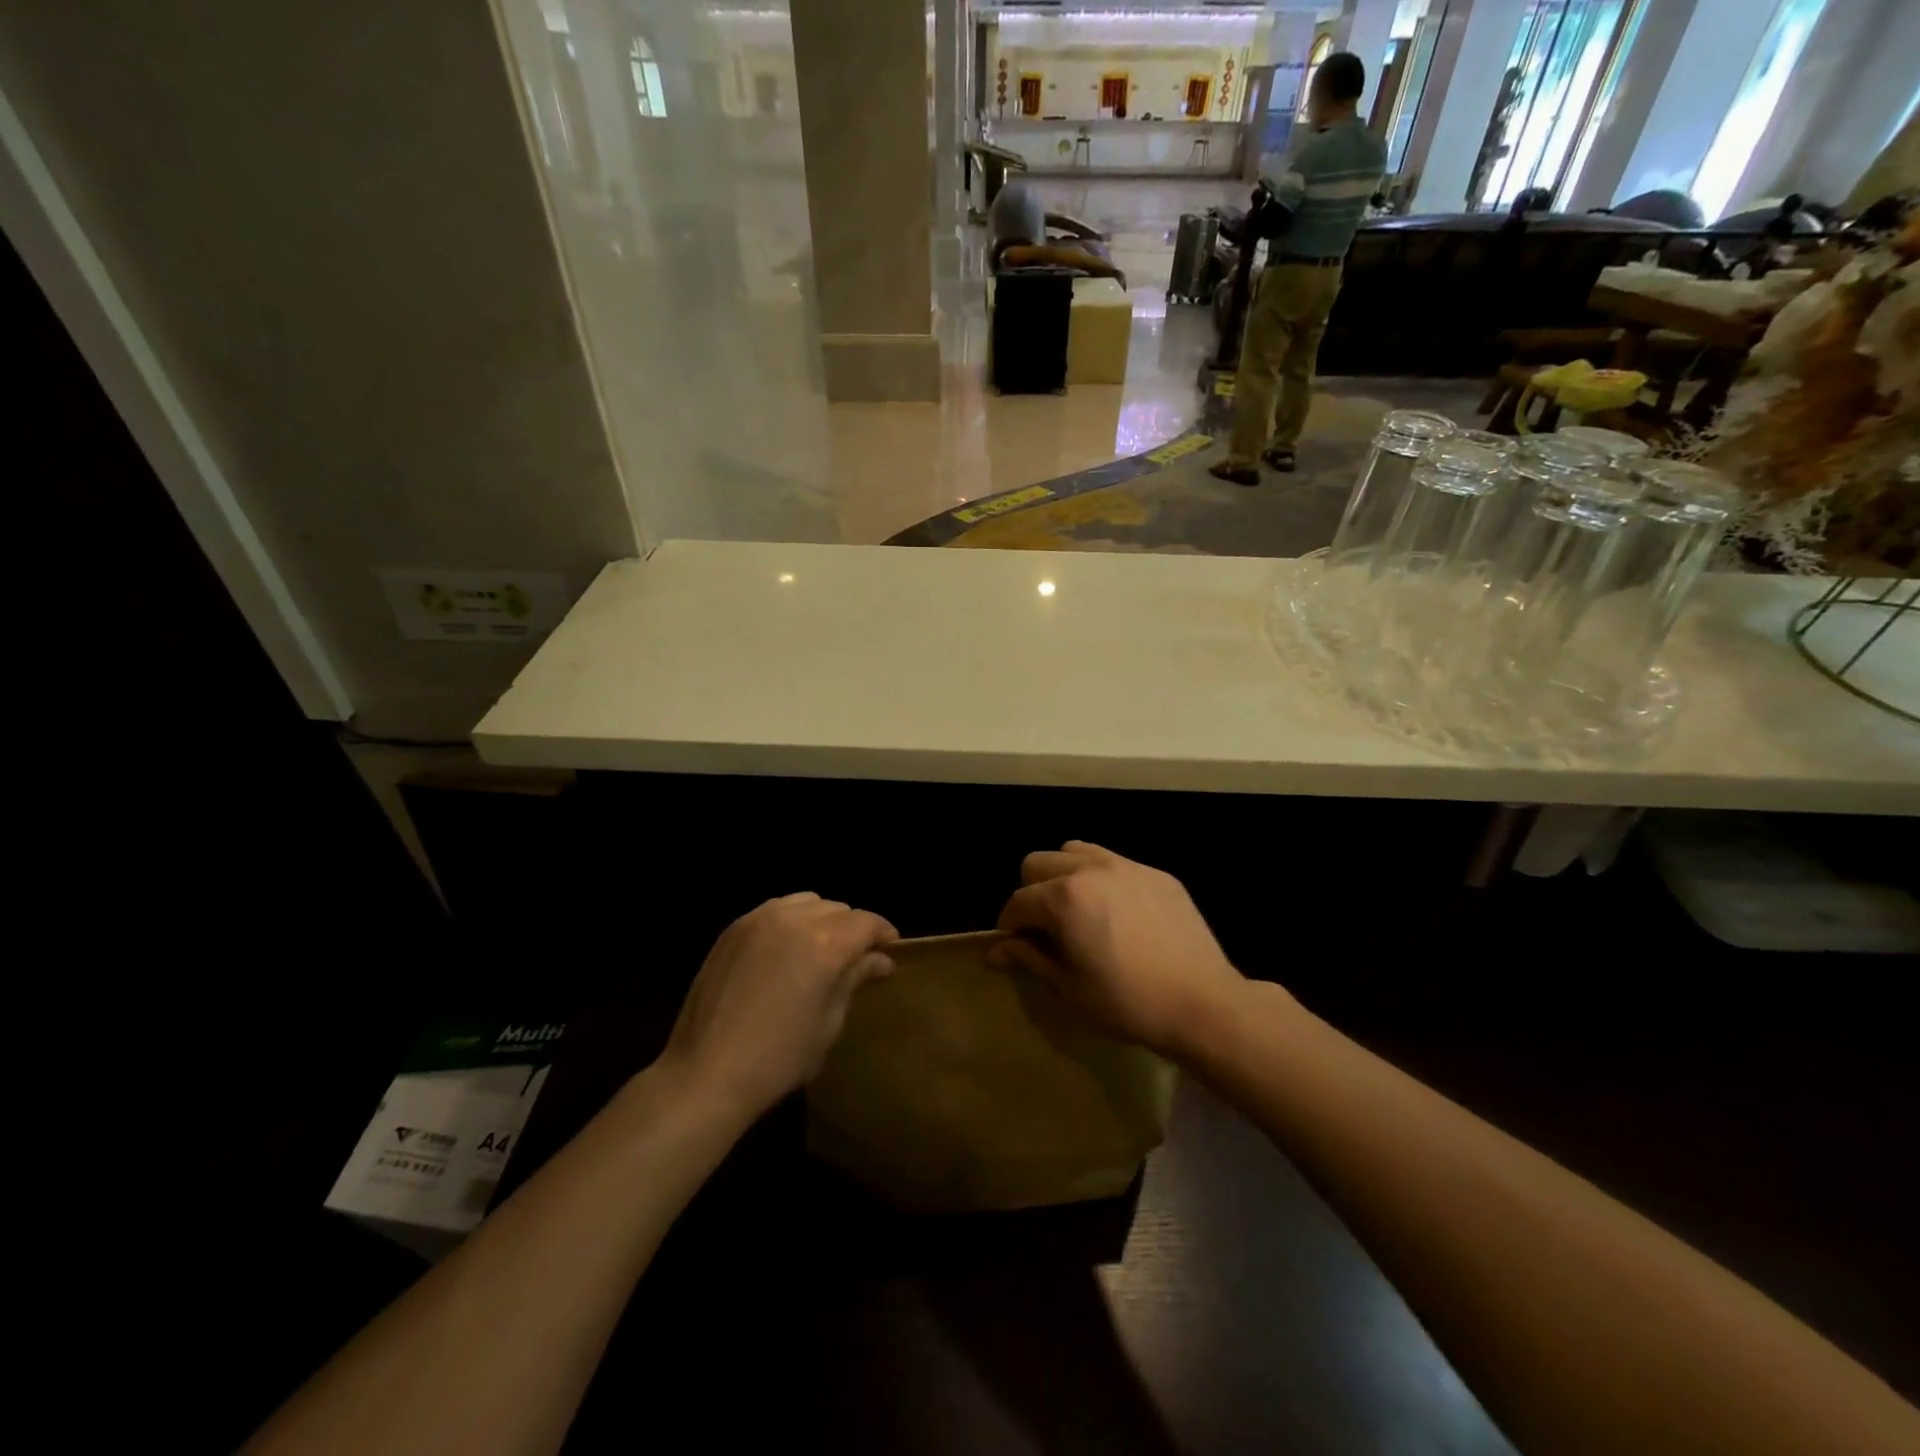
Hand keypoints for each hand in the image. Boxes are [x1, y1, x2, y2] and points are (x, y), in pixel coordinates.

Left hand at [661, 893, 897, 1118]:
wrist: (706, 1073)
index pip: (866, 922)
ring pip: (807, 902)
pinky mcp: (734, 928)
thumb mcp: (829, 1023)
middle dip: (853, 928)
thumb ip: (854, 980)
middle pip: (838, 909)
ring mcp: (760, 919)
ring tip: (820, 948)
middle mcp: (795, 921)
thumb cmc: (779, 1058)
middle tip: (854, 957)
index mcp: (825, 946)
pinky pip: (776, 909)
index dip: (883, 933)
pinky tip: (787, 948)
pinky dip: (791, 920)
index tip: (890, 949)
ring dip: (822, 919)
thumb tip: (881, 960)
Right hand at [992, 841, 1246, 1058]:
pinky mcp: (1156, 874)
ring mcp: (1127, 866)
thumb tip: (992, 951)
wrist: (1202, 1002)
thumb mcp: (1069, 988)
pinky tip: (1118, 913)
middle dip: (1032, 892)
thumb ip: (1028, 959)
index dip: (1009, 925)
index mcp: (1063, 898)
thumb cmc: (1127, 1002)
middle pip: (1039, 863)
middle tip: (1047, 928)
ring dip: (1065, 875)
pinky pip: (1115, 862)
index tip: (1015, 946)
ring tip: (1079, 910)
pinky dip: (1103, 879)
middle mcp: (1090, 869)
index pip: (1018, 901)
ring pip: (1075, 851)